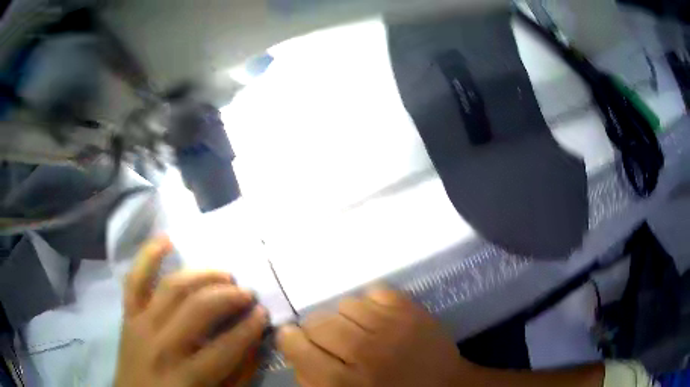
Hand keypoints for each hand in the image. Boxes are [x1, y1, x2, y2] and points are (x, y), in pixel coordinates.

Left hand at [114, 235, 267, 386]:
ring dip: (201, 275)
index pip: (225, 346)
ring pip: (171, 288)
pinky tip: (166, 239)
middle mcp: (162, 345)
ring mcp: (140, 325)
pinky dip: (148, 255)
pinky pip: (134, 279)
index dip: (249, 327)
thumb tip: (255, 341)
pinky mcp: (127, 314)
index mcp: (187, 376)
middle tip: (246, 293)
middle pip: (197, 309)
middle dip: (227, 297)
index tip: (263, 312)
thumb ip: (238, 374)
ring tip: (222, 274)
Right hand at [276, 287, 471, 386]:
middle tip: (329, 338)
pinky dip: (369, 304)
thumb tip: (294, 347)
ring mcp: (391, 326)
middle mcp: (365, 351)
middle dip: (316, 329)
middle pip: (319, 322)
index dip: (290, 339)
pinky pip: (373, 291)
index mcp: (344, 382)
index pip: (298, 346)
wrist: (443, 386)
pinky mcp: (411, 309)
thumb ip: (312, 379)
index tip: (293, 337)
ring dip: (343, 317)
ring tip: (356, 329)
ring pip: (344, 304)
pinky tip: (376, 319)